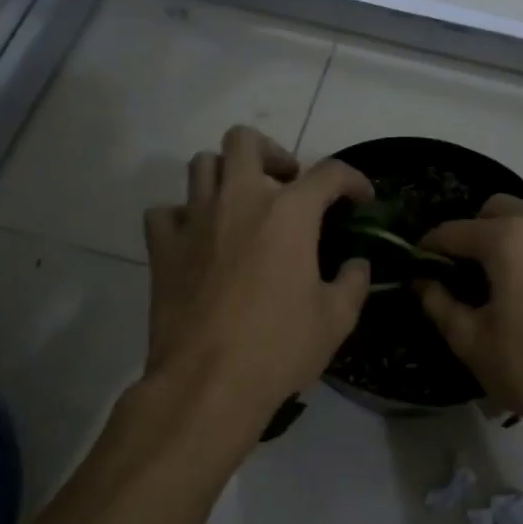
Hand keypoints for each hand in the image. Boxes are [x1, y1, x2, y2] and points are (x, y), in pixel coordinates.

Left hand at [143, 126, 372, 420]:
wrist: (208, 382)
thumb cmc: (279, 348)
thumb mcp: (336, 319)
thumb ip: (353, 282)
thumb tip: (357, 265)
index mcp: (288, 213)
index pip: (329, 173)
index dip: (353, 180)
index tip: (360, 199)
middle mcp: (238, 201)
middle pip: (245, 141)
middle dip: (272, 154)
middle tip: (286, 185)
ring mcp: (194, 220)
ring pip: (201, 165)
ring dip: (225, 175)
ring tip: (241, 204)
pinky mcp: (162, 247)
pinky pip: (166, 212)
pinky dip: (183, 217)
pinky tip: (197, 239)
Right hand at [417, 184, 522, 434]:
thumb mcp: (469, 341)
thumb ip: (438, 303)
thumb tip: (421, 281)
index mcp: (508, 241)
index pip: (455, 231)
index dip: (430, 246)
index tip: (419, 262)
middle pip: (499, 206)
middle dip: (475, 230)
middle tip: (466, 267)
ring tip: (517, 252)